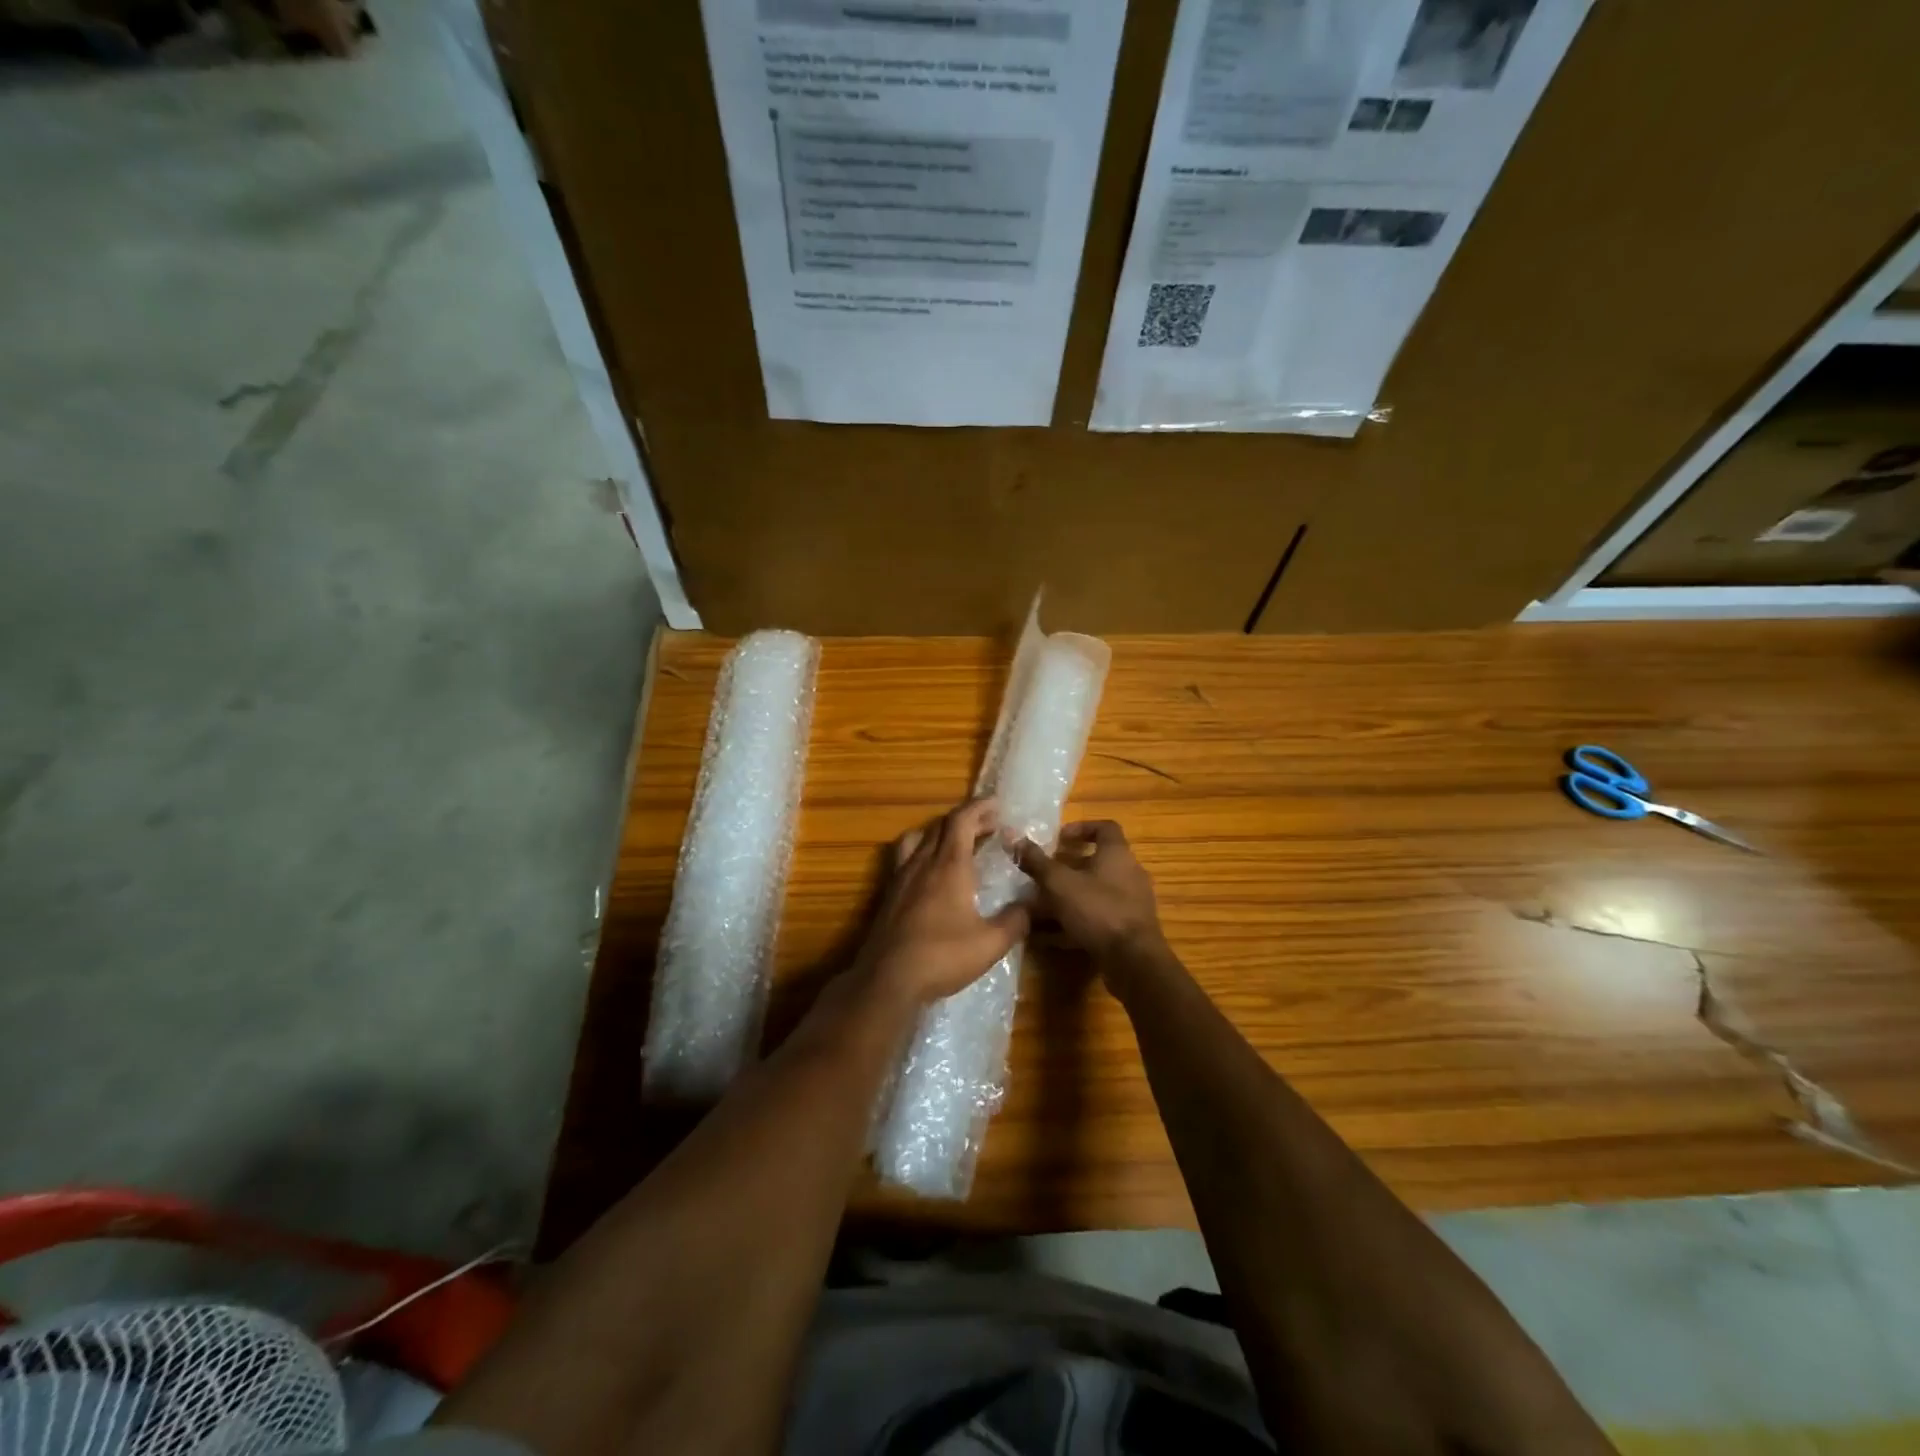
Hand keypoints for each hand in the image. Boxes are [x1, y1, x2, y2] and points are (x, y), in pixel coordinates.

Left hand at [855, 799, 1030, 1005]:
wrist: (887, 979)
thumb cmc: (942, 957)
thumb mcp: (990, 943)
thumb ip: (1016, 920)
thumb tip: (1035, 903)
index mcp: (948, 865)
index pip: (962, 820)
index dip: (980, 807)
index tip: (997, 804)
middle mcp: (922, 863)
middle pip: (941, 826)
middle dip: (966, 820)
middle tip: (989, 826)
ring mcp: (900, 878)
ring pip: (918, 838)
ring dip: (940, 832)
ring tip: (957, 843)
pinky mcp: (889, 895)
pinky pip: (905, 858)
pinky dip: (923, 852)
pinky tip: (931, 875)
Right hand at [1013, 821, 1163, 965]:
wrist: (1133, 960)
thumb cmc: (1098, 910)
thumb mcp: (1060, 883)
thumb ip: (1037, 862)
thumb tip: (1014, 839)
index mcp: (1117, 854)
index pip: (1105, 828)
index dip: (1081, 828)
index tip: (1059, 839)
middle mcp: (1129, 874)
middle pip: (1098, 862)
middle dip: (1068, 868)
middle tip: (1044, 875)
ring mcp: (1131, 903)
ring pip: (1095, 892)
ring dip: (1069, 897)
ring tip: (1041, 907)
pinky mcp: (1128, 929)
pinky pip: (1098, 918)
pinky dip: (1076, 922)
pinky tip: (1050, 937)